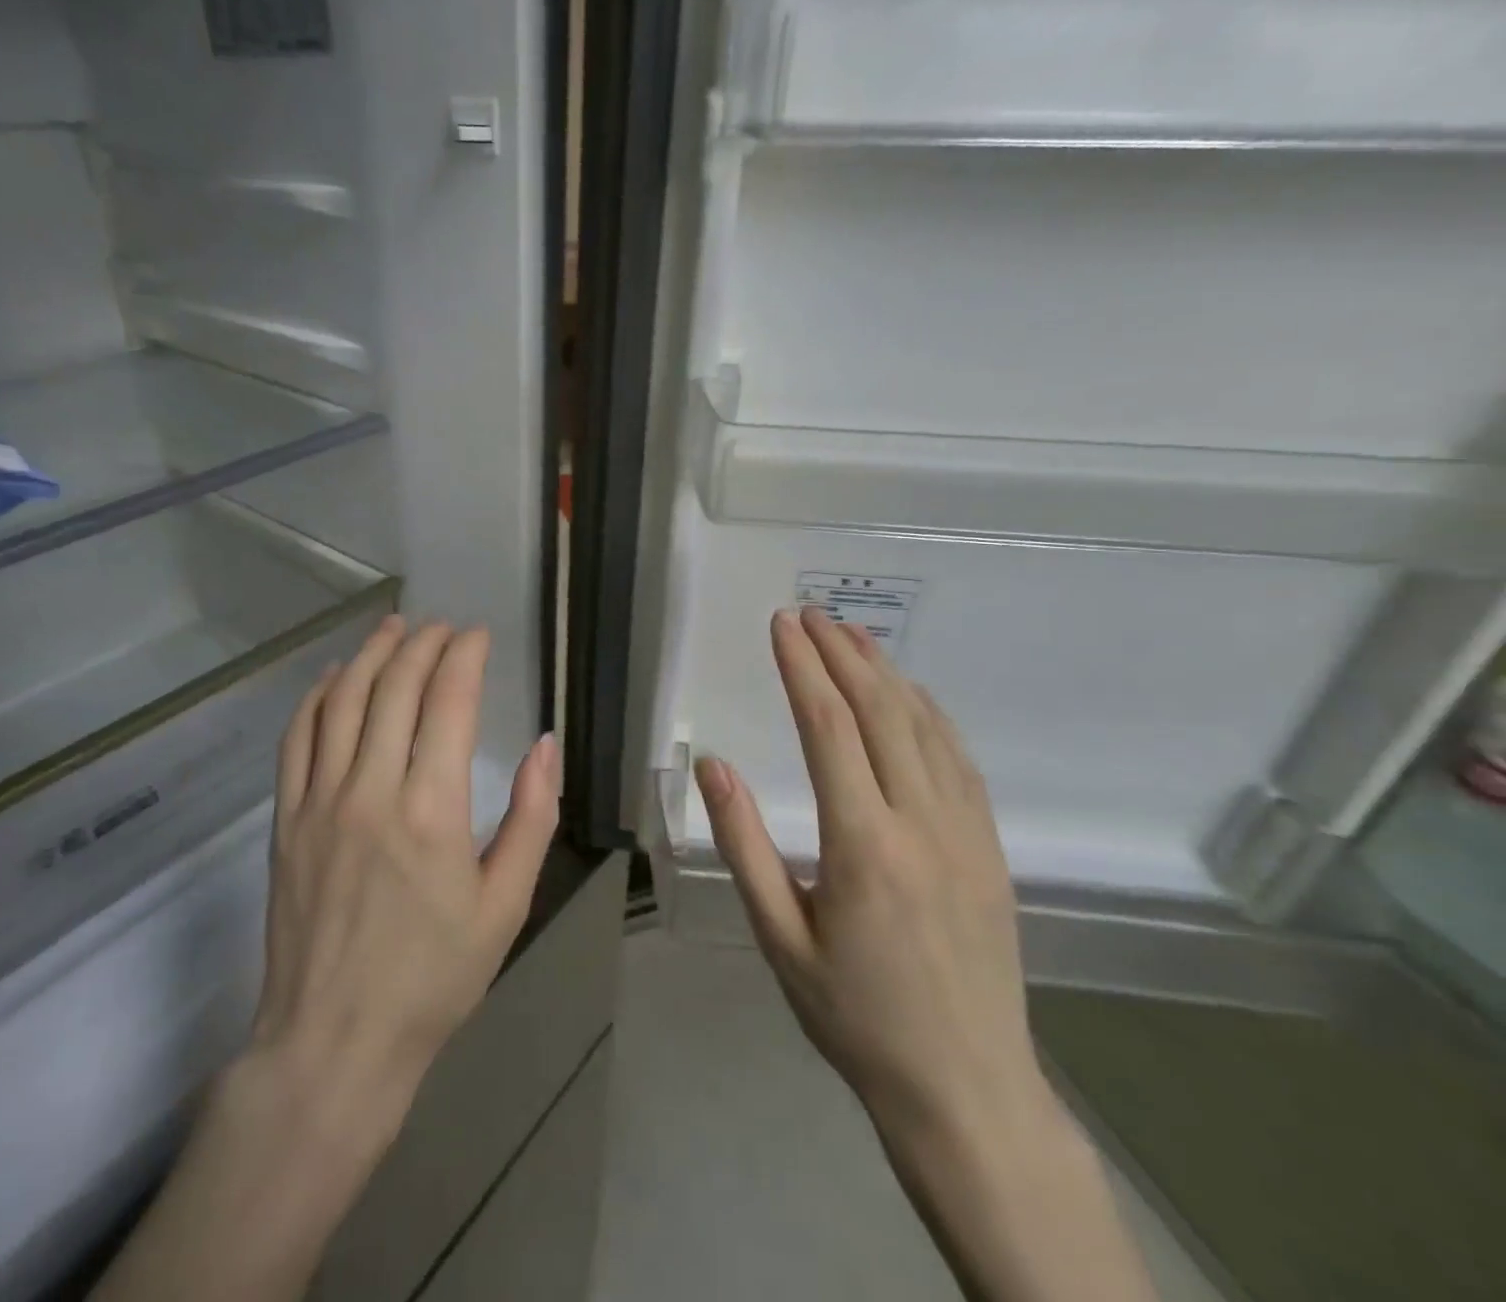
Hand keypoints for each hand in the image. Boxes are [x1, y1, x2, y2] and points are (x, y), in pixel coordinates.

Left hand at [93, 615, 560, 1301]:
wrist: (335, 1041)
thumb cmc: (434, 977)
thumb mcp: (506, 905)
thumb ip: (531, 817)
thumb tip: (545, 744)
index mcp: (432, 810)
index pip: (448, 700)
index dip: (464, 656)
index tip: (478, 635)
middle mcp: (371, 790)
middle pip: (395, 686)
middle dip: (423, 643)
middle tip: (444, 626)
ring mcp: (320, 800)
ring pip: (344, 700)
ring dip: (371, 654)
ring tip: (394, 627)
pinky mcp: (286, 819)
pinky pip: (298, 737)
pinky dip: (318, 695)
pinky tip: (337, 676)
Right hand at [693, 607, 1049, 1147]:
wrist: (966, 1089)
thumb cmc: (855, 1017)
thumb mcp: (779, 938)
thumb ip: (744, 844)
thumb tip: (712, 766)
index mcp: (863, 845)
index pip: (828, 729)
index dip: (803, 668)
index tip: (782, 625)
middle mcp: (921, 823)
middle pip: (880, 712)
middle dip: (841, 653)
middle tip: (811, 614)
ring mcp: (966, 831)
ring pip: (925, 727)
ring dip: (886, 673)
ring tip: (853, 635)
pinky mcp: (990, 847)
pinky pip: (959, 759)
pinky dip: (930, 713)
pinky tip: (910, 695)